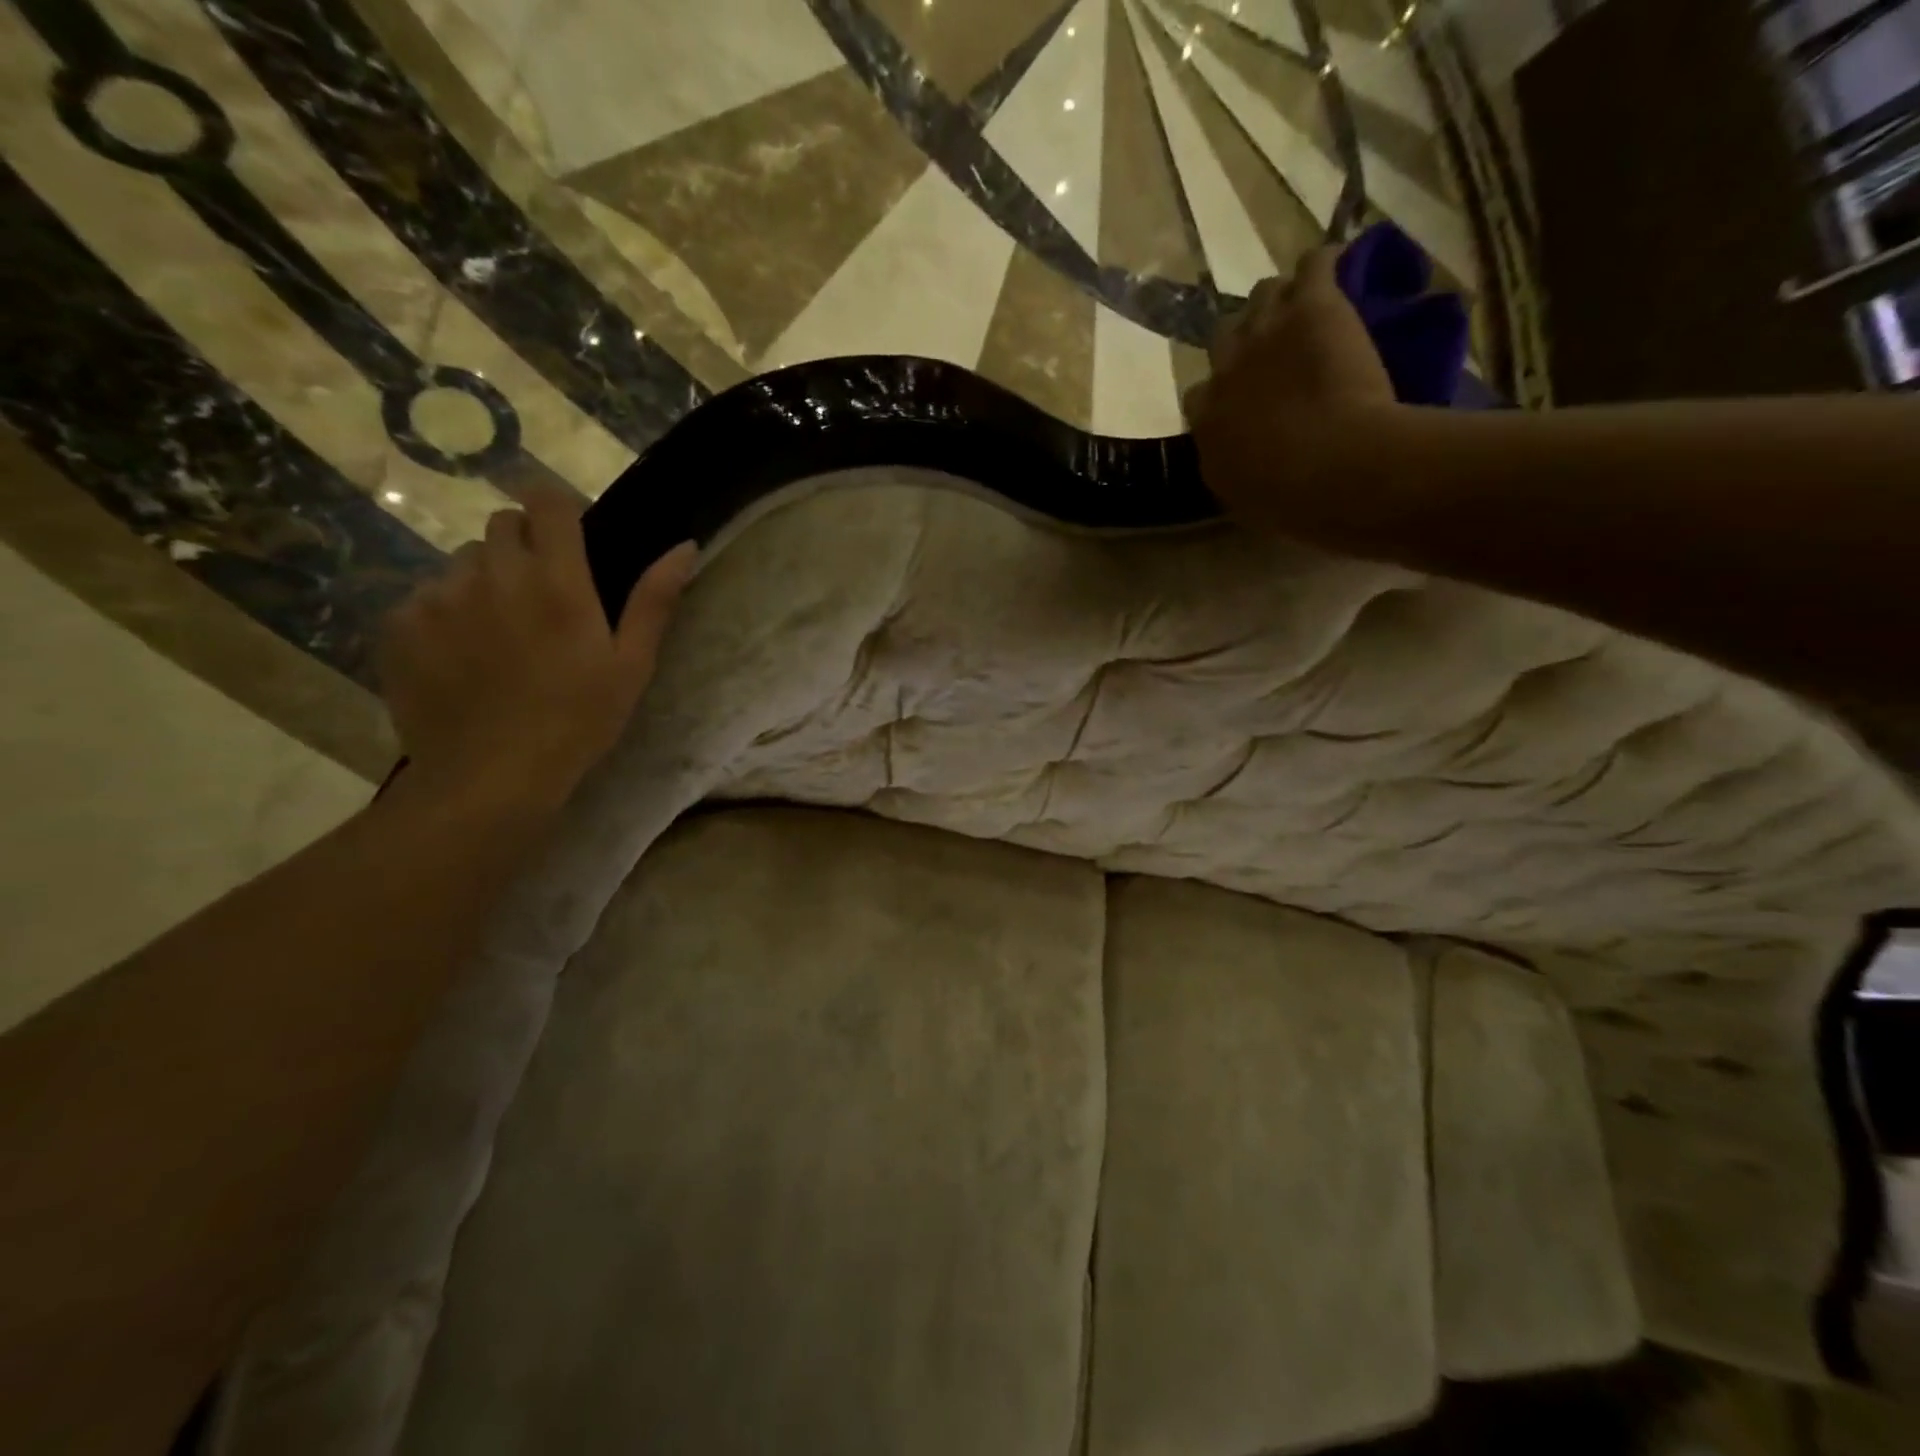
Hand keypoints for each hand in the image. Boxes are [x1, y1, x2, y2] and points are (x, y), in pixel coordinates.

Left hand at [376, 485, 696, 805]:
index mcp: (557, 581)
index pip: (545, 500)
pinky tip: (462, 657)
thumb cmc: (577, 721)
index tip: (567, 539)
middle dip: (524, 546)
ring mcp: (440, 596)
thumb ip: (654, 600)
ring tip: (498, 633)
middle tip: (540, 597)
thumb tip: (685, 546)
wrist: (491, 776)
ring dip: (485, 580)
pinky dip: (446, 613)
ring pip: (464, 562)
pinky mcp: (400, 623)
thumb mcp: (631, 665)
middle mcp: (494, 574)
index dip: (556, 510)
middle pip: (502, 525)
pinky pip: (426, 596)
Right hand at [1183, 246, 1398, 524]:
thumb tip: (1235, 454)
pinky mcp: (1312, 306)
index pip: (1198, 394)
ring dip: (1281, 301)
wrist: (1331, 467)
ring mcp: (1265, 333)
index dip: (1221, 392)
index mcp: (1205, 420)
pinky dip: (1324, 265)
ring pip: (1263, 294)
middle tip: (1275, 351)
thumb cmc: (1285, 499)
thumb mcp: (1239, 494)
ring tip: (1306, 310)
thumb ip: (1229, 464)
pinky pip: (1314, 264)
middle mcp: (1226, 369)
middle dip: (1245, 341)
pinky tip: (1339, 271)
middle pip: (1224, 336)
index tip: (1242, 400)